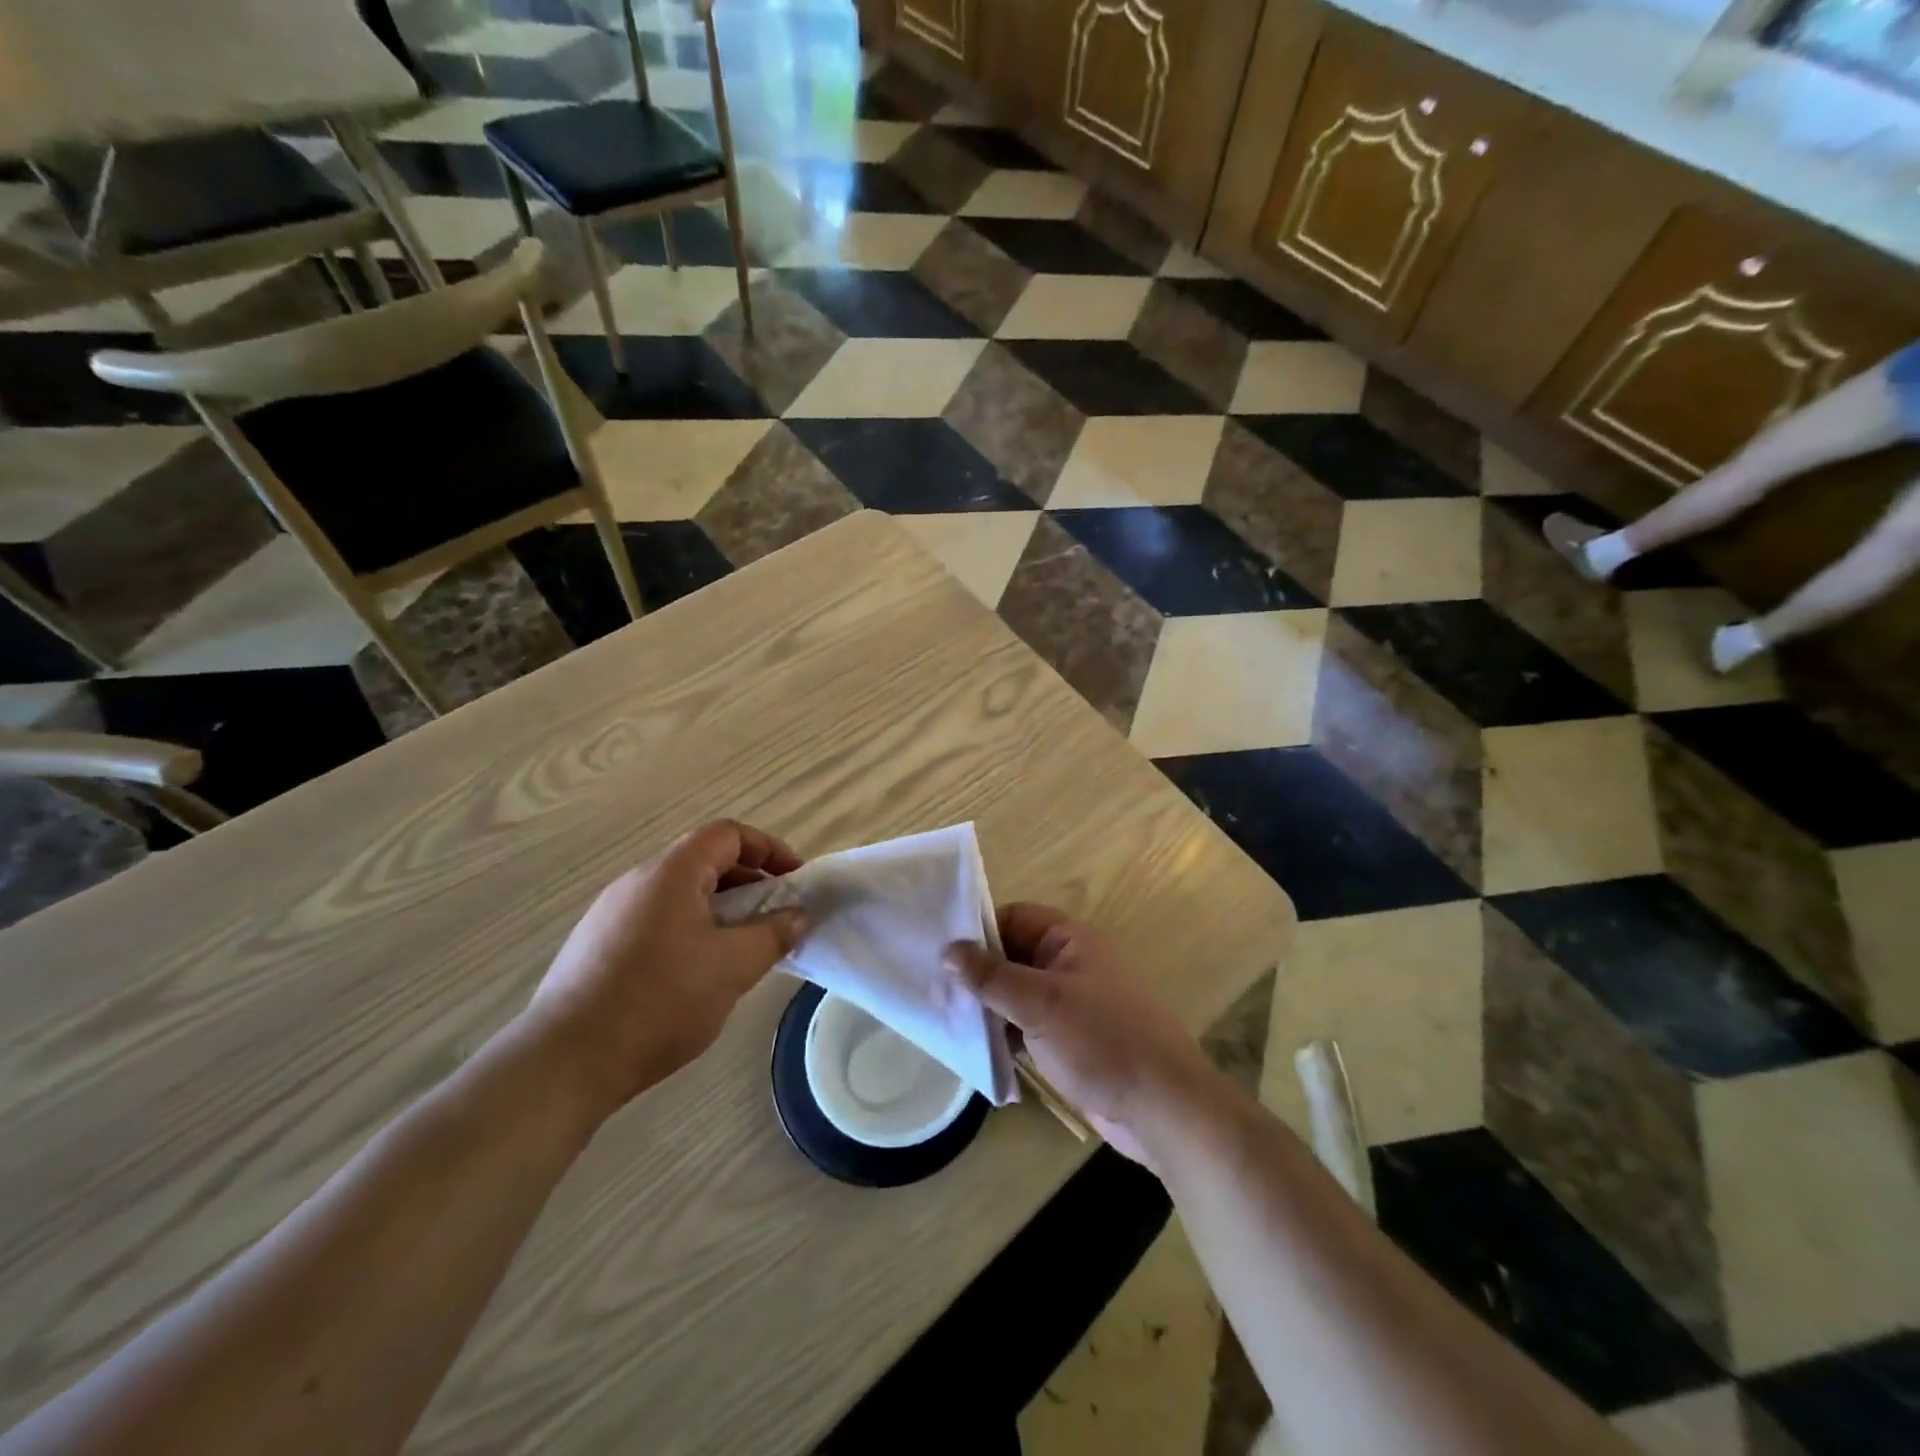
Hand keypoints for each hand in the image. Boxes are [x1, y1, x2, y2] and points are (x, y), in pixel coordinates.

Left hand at [519, 821, 806, 1118]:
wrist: (565, 1062)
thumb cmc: (659, 1002)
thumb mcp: (732, 968)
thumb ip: (773, 934)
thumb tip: (797, 915)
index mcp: (671, 873)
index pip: (727, 834)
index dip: (768, 848)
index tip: (794, 879)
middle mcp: (637, 881)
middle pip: (703, 860)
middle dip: (748, 881)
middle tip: (775, 915)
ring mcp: (610, 913)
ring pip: (679, 892)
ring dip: (719, 907)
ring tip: (741, 946)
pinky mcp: (596, 945)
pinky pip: (656, 918)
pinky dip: (690, 928)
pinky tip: (697, 972)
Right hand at [946, 904, 1216, 1168]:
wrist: (1162, 1108)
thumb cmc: (1102, 1041)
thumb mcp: (1040, 1003)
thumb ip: (991, 976)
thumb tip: (948, 951)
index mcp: (1069, 939)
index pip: (1013, 918)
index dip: (979, 931)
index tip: (939, 953)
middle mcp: (1068, 963)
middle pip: (1012, 955)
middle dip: (977, 972)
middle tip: (935, 990)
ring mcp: (1069, 1003)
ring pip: (1016, 993)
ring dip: (988, 1006)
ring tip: (946, 1020)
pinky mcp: (1068, 1039)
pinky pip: (1026, 1024)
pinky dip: (1003, 1032)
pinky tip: (976, 1047)